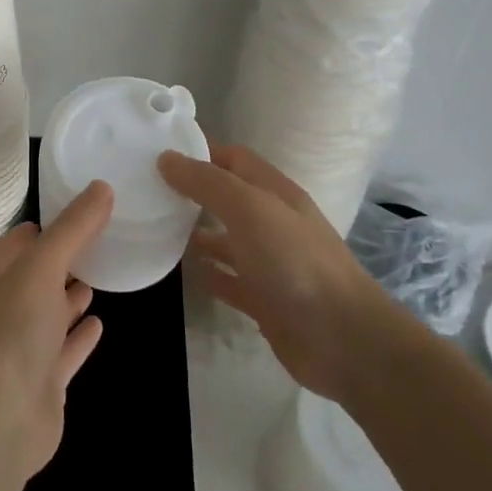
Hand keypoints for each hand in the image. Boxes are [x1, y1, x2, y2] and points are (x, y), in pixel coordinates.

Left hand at [0, 183, 110, 485]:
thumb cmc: (10, 330)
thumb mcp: (42, 266)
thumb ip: (74, 228)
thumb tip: (102, 187)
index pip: (19, 240)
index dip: (47, 224)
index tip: (83, 208)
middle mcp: (2, 307)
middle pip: (36, 275)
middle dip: (63, 259)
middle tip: (102, 238)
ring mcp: (22, 347)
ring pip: (50, 312)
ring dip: (70, 295)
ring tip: (100, 274)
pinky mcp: (42, 381)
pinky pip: (65, 350)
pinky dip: (80, 336)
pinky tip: (100, 323)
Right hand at [159, 144, 391, 401]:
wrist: (343, 340)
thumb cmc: (295, 261)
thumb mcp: (249, 209)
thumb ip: (207, 182)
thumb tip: (166, 158)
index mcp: (274, 193)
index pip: (233, 158)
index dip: (200, 151)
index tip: (159, 150)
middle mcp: (273, 222)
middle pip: (228, 197)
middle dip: (193, 191)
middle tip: (148, 189)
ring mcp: (270, 263)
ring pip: (227, 239)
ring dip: (196, 233)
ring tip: (156, 227)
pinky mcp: (265, 300)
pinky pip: (229, 280)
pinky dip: (208, 273)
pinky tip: (184, 271)